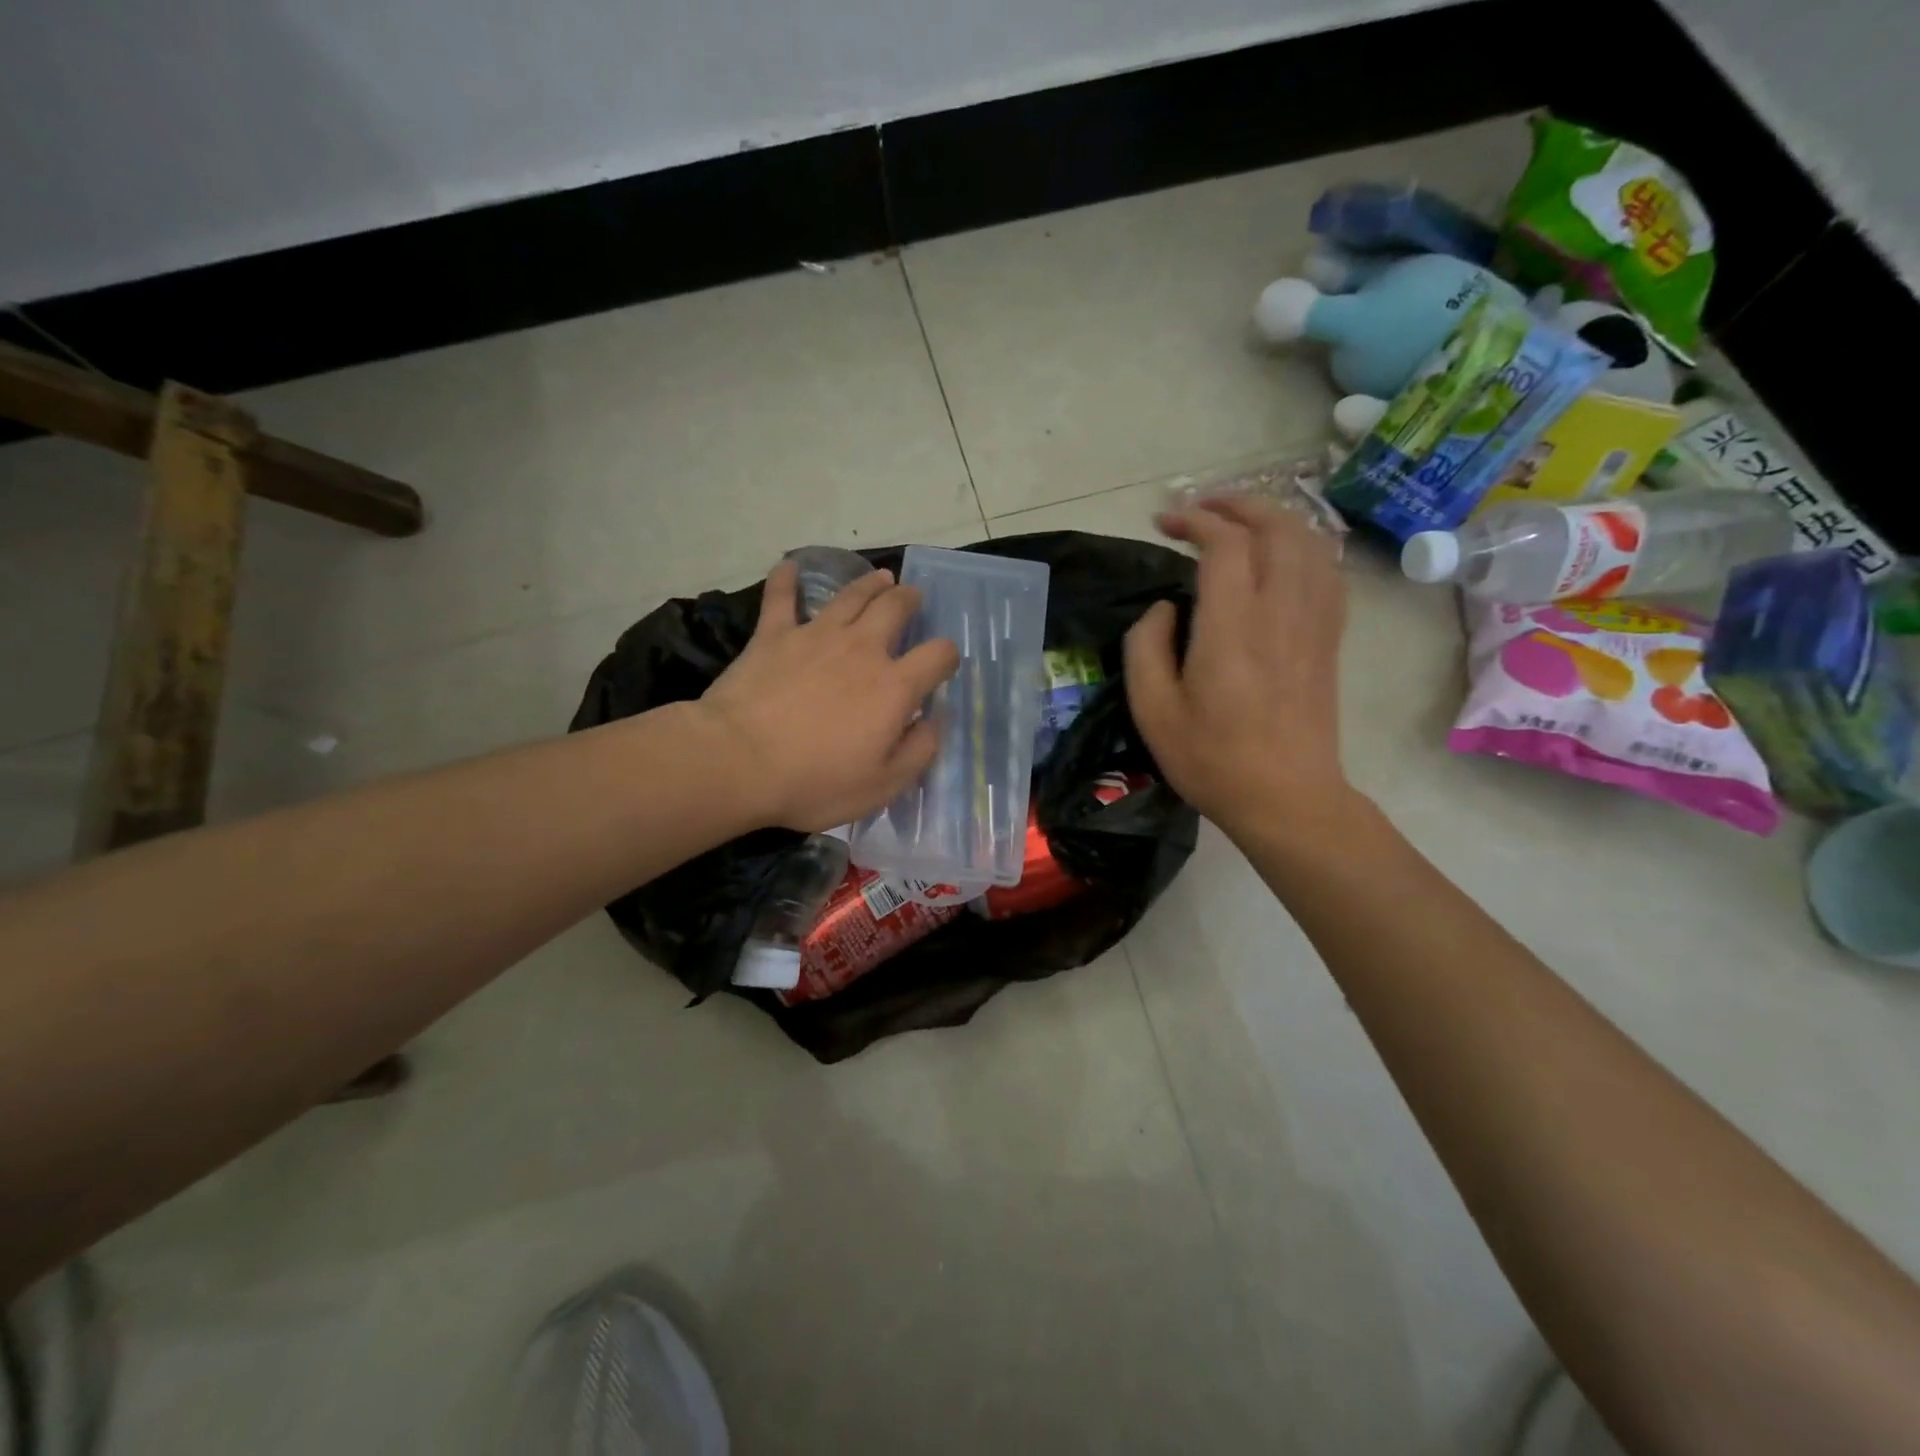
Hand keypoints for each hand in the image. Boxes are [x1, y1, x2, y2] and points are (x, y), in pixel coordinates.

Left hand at [696, 560, 959, 831]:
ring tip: (881, 578)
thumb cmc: (815, 782)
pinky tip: (788, 566)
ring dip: (870, 584)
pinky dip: (786, 579)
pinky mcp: (773, 635)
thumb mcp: (883, 786)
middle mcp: (861, 649)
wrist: (738, 762)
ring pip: (851, 595)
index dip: (947, 655)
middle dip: (910, 600)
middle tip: (912, 598)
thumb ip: (919, 750)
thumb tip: (935, 719)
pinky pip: (781, 597)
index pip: (937, 655)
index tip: (943, 662)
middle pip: (895, 608)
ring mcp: (816, 635)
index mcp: (893, 686)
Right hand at [1125, 497, 1354, 842]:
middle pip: (1276, 527)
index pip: (1225, 544)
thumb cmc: (1212, 759)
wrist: (1287, 799)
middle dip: (1237, 504)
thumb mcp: (1153, 711)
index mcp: (1232, 629)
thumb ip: (1146, 647)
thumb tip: (1164, 608)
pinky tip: (1281, 556)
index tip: (1164, 522)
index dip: (1195, 520)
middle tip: (1200, 509)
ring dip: (1273, 519)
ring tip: (1239, 523)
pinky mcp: (1330, 639)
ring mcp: (1314, 623)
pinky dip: (1303, 547)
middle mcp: (1281, 612)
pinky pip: (1327, 571)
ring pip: (1308, 542)